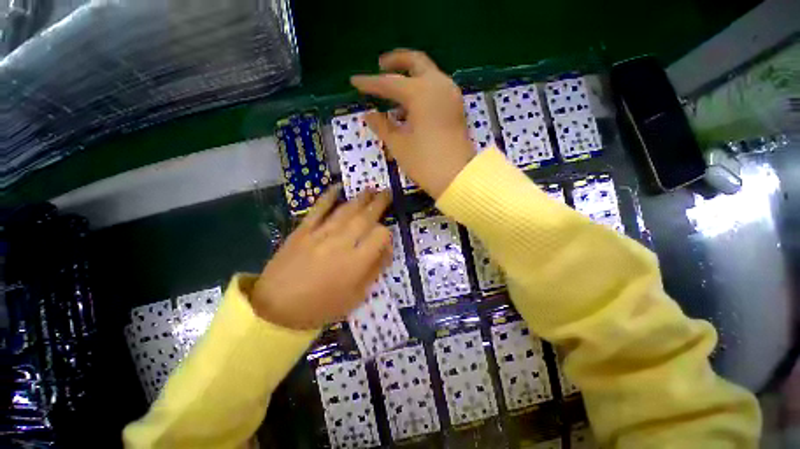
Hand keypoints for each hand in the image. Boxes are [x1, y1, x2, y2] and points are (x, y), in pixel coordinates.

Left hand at [251, 186, 392, 329]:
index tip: (385, 238)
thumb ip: (374, 271)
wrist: (276, 309)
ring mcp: (321, 234)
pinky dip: (328, 196)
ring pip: (346, 210)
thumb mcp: (355, 297)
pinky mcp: (303, 230)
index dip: (387, 233)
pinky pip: (318, 209)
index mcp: (357, 262)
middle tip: (387, 192)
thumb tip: (386, 250)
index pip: (380, 235)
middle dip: (379, 203)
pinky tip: (337, 187)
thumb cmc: (321, 307)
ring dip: (361, 198)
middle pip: (366, 217)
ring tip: (371, 189)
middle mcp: (342, 242)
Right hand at [351, 49, 475, 198]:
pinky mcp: (456, 108)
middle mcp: (439, 85)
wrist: (458, 178)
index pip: (389, 82)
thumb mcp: (399, 145)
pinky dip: (421, 90)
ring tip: (393, 94)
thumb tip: (369, 114)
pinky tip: (410, 106)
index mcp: (421, 92)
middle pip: (416, 62)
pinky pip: (436, 89)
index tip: (355, 81)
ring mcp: (451, 95)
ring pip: (428, 74)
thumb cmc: (425, 162)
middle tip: (380, 66)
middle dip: (396, 61)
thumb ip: (382, 126)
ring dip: (410, 77)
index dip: (370, 83)